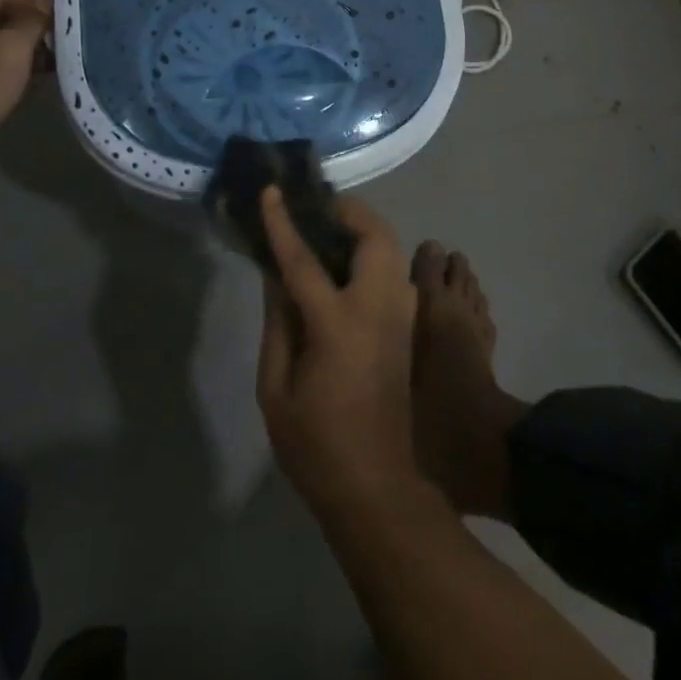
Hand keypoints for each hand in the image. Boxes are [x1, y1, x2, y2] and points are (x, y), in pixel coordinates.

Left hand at [0, 0, 51, 156]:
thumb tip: (45, 5)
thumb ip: (33, 21)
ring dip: (18, 54)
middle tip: (58, 39)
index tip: (59, 13)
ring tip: (50, 63)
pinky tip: (25, 84)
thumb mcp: (13, 47)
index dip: (31, 2)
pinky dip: (4, 73)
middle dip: (27, 30)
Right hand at [257, 189, 428, 519]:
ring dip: (364, 230)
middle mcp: (378, 308)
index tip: (271, 191)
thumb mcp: (276, 390)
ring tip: (329, 234)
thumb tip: (275, 275)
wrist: (378, 488)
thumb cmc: (316, 445)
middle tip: (316, 211)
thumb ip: (277, 324)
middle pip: (374, 235)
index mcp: (338, 325)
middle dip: (348, 211)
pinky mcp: (408, 327)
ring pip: (392, 249)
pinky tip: (347, 268)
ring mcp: (400, 316)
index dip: (284, 223)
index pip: (304, 260)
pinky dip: (374, 253)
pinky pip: (395, 271)